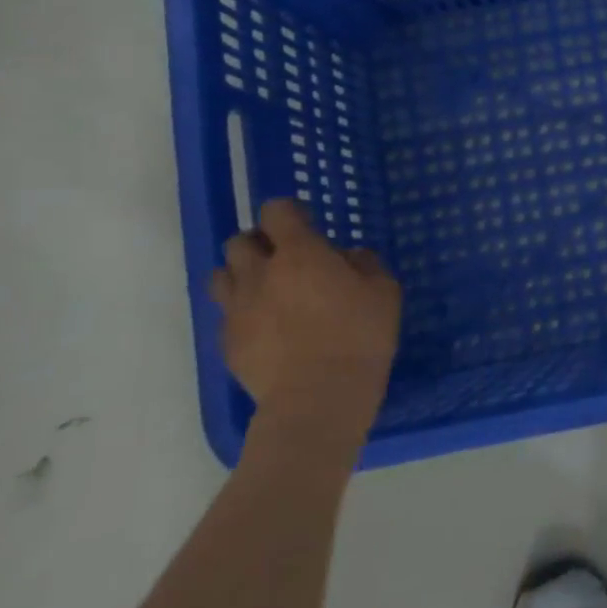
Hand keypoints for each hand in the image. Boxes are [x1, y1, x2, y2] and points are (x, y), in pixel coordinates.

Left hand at [208, 199, 402, 448]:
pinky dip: (243, 312)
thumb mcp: (385, 291)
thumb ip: (365, 264)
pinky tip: (267, 328)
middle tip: (284, 259)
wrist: (318, 397)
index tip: (307, 224)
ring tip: (267, 290)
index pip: (276, 211)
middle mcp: (259, 273)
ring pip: (221, 275)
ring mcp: (237, 309)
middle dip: (260, 243)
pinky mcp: (228, 342)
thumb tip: (348, 257)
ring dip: (242, 274)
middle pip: (239, 241)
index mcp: (299, 253)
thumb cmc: (360, 335)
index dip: (289, 212)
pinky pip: (227, 314)